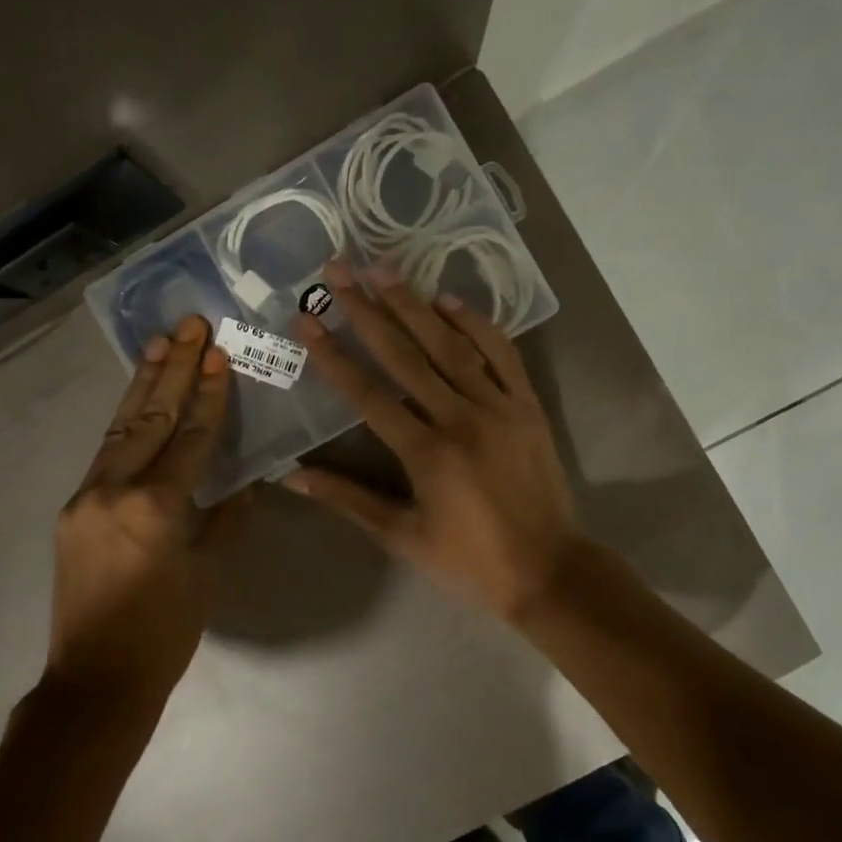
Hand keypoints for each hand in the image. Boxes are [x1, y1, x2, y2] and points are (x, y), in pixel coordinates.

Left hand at [50, 315, 234, 701]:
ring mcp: (87, 496)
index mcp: (157, 507)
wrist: (96, 679)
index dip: (209, 395)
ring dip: (143, 383)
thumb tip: (244, 482)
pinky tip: (136, 398)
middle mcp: (116, 489)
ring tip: (160, 342)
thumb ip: (227, 519)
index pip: (190, 438)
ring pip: (120, 427)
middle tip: (191, 325)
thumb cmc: (165, 633)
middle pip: (150, 417)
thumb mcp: (210, 574)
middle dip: (175, 369)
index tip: (220, 355)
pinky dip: (125, 420)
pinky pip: (105, 453)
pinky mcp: (73, 508)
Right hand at [283, 260, 586, 623]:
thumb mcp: (402, 536)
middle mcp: (460, 418)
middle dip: (367, 310)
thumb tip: (291, 475)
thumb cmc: (469, 562)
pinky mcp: (527, 406)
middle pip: (406, 355)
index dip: (333, 355)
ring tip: (383, 269)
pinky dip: (476, 324)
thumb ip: (347, 499)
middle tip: (339, 271)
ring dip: (414, 305)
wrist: (550, 572)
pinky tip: (448, 300)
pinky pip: (501, 354)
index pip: (368, 394)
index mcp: (425, 453)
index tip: (307, 319)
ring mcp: (499, 407)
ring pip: (451, 345)